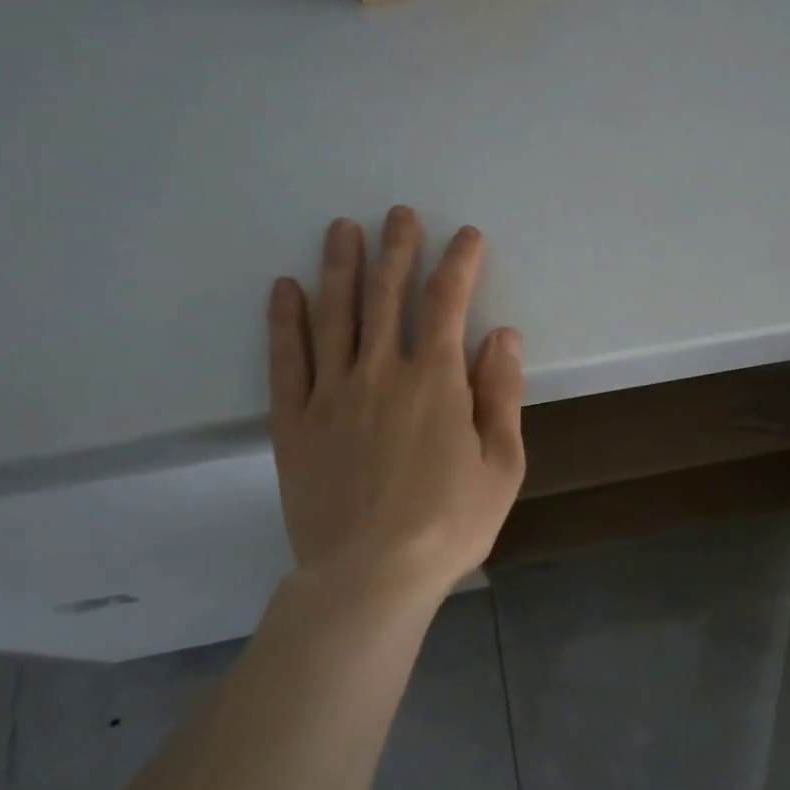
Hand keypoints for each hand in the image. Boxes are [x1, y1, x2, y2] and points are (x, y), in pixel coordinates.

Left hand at [267, 206, 526, 605]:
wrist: (370, 576)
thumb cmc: (449, 524)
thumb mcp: (502, 465)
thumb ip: (501, 395)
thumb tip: (503, 335)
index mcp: (436, 382)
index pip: (449, 303)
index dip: (459, 263)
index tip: (466, 236)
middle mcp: (381, 372)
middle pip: (387, 294)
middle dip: (398, 248)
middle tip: (400, 213)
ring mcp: (331, 394)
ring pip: (334, 314)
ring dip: (341, 266)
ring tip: (343, 228)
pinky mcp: (294, 422)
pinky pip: (287, 360)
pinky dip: (285, 320)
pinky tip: (286, 288)